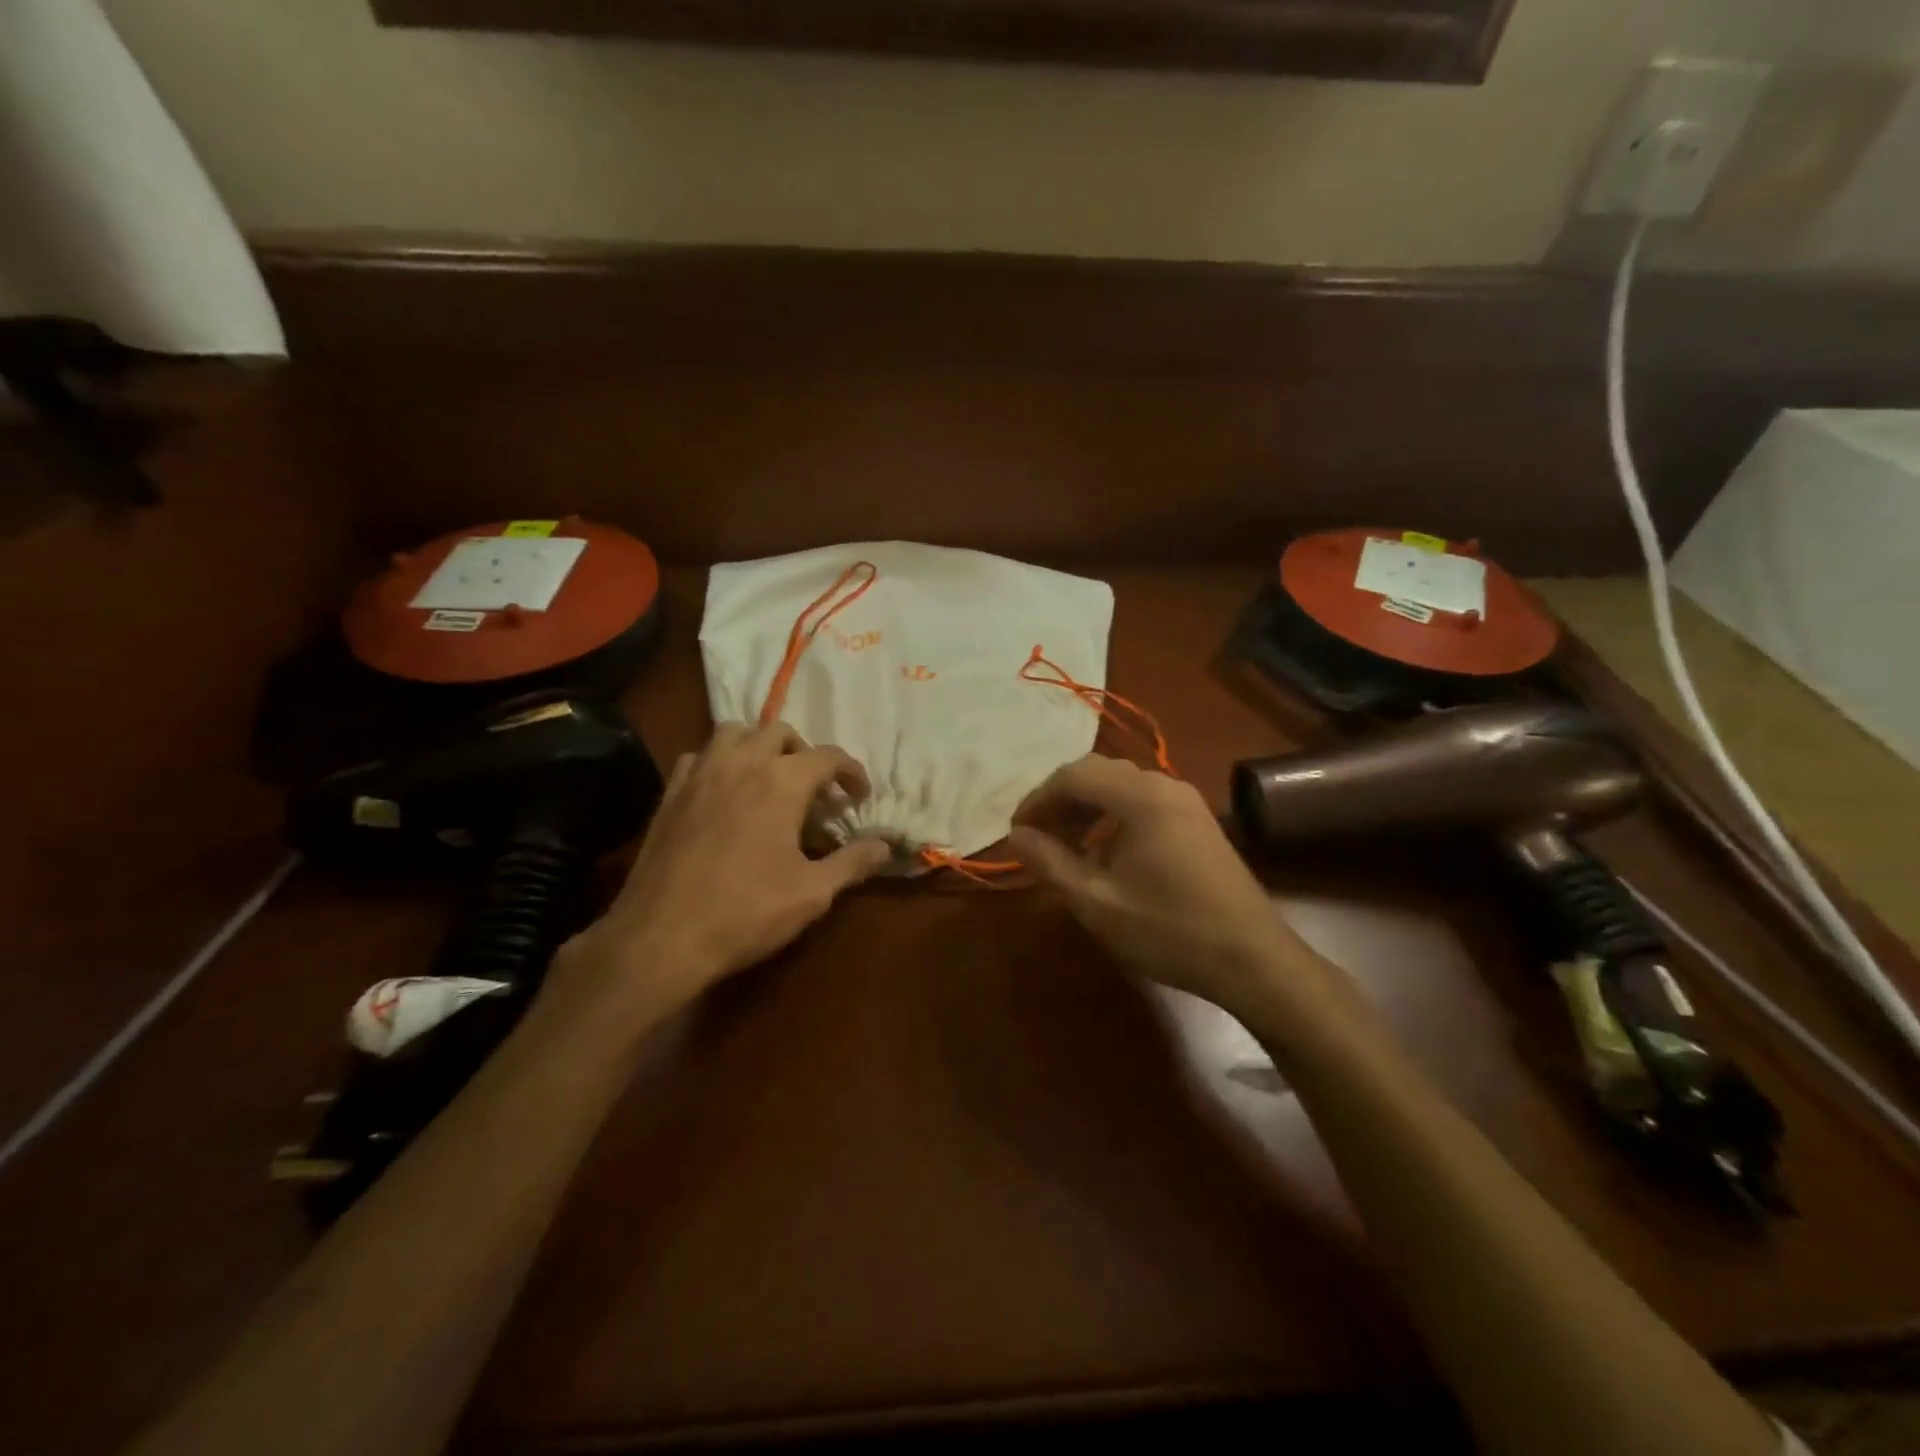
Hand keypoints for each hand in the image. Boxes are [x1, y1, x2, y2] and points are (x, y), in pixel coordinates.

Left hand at [553, 722, 891, 1020]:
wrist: (661, 937)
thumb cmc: (746, 912)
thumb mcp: (813, 893)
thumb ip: (853, 862)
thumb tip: (886, 846)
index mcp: (782, 782)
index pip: (828, 756)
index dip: (851, 772)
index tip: (859, 795)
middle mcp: (742, 764)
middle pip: (780, 732)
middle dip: (805, 753)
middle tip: (815, 789)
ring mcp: (701, 774)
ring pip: (734, 732)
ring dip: (759, 745)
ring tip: (769, 778)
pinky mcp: (670, 792)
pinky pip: (699, 756)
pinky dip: (719, 762)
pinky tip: (724, 792)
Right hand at [1007, 756, 1342, 1019]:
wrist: (1253, 960)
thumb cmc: (1169, 930)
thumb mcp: (1097, 902)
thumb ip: (1050, 862)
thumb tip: (1017, 835)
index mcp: (1141, 797)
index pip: (1073, 775)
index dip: (1038, 799)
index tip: (1017, 832)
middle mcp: (1165, 785)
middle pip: (1098, 773)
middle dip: (1061, 801)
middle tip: (1038, 838)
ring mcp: (1187, 801)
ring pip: (1121, 786)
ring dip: (1087, 809)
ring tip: (1067, 848)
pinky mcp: (1199, 821)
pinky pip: (1143, 803)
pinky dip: (1113, 817)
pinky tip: (1106, 856)